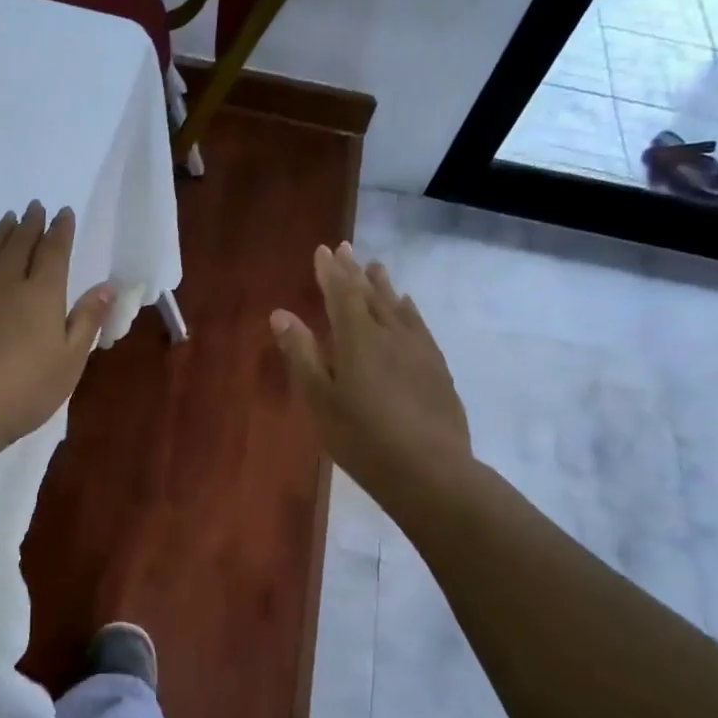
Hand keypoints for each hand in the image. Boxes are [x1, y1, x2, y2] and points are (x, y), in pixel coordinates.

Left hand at [0, 201, 114, 456]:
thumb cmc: (25, 392)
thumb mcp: (70, 362)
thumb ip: (87, 320)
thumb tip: (106, 286)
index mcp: (41, 295)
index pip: (54, 252)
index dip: (61, 231)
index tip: (63, 212)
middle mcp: (5, 284)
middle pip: (20, 245)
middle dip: (30, 224)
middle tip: (35, 207)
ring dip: (0, 233)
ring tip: (8, 218)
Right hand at [270, 243, 472, 492]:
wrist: (429, 469)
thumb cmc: (361, 438)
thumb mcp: (319, 399)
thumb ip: (301, 354)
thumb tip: (281, 314)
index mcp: (357, 339)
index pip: (341, 294)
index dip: (330, 271)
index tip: (323, 250)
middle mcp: (390, 334)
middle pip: (369, 294)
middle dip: (354, 271)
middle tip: (346, 248)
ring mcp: (418, 349)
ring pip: (397, 306)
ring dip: (383, 285)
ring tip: (376, 267)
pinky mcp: (436, 367)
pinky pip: (418, 324)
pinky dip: (408, 309)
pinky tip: (407, 308)